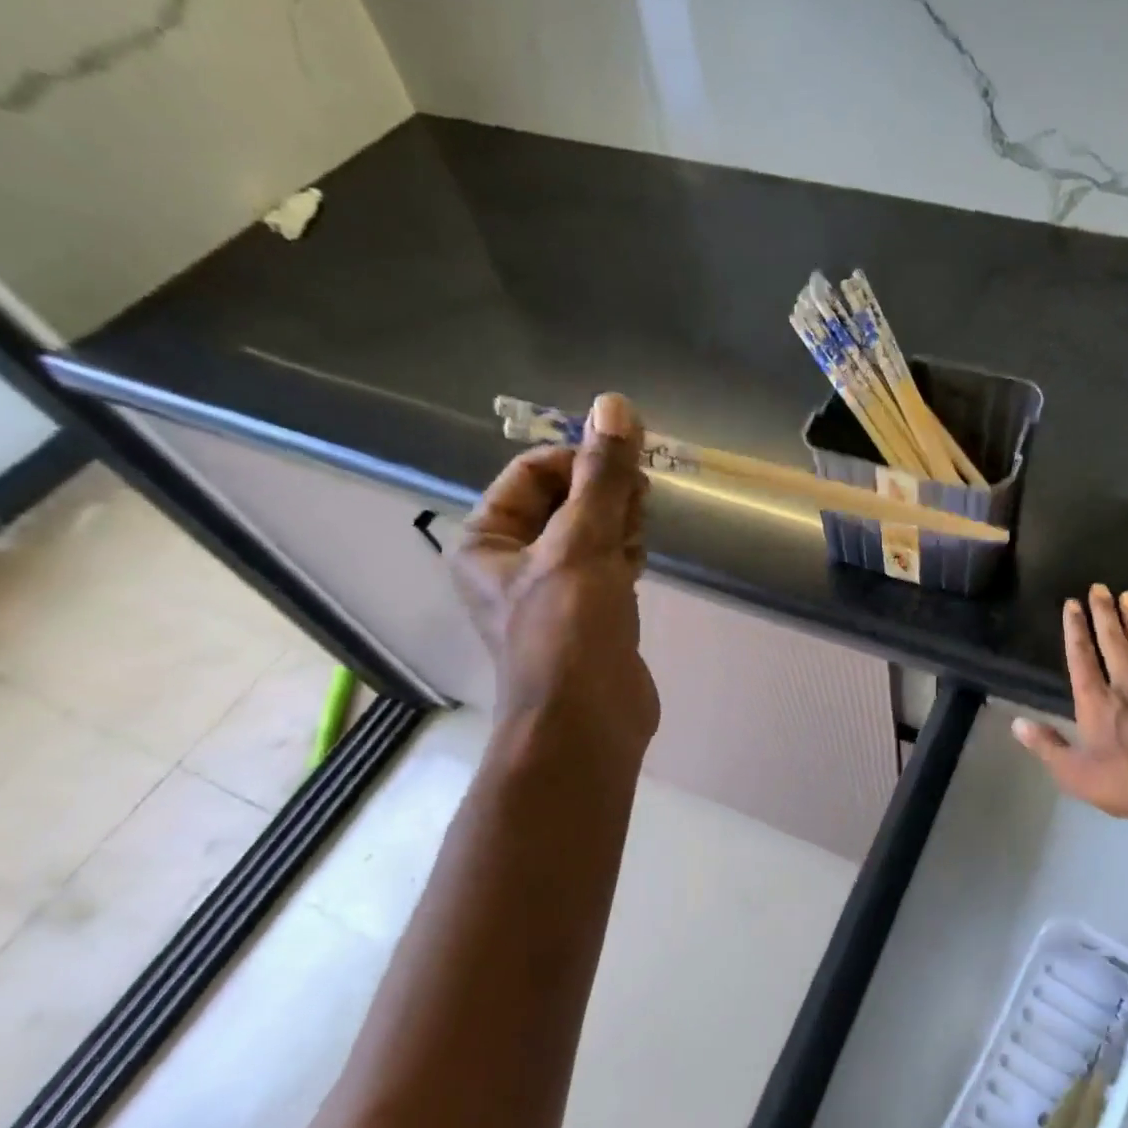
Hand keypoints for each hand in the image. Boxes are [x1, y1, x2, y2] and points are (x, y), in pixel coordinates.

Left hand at [453, 392, 658, 774]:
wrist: (586, 723)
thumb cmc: (569, 629)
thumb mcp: (583, 543)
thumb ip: (602, 475)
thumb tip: (615, 405)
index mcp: (486, 539)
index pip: (532, 473)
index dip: (579, 460)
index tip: (626, 469)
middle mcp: (512, 561)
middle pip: (564, 501)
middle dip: (604, 495)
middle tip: (640, 504)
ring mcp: (552, 591)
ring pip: (590, 533)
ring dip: (619, 525)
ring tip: (640, 540)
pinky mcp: (588, 614)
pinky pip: (606, 565)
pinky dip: (625, 555)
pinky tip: (641, 562)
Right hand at [1013, 585, 1127, 834]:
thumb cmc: (1125, 784)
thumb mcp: (1074, 773)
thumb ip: (1046, 746)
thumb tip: (1016, 723)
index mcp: (1096, 703)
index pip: (1081, 658)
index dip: (1075, 629)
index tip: (1072, 604)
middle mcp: (1127, 687)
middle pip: (1113, 643)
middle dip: (1104, 613)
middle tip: (1100, 587)